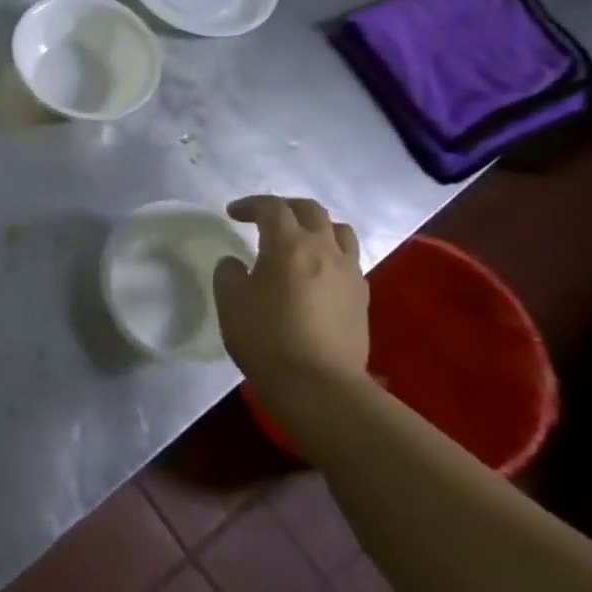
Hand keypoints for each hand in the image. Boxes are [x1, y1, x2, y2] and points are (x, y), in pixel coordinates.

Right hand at [213, 196, 369, 389]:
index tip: (233, 214)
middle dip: (285, 207)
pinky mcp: (362, 298)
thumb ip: (229, 273)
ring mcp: (349, 274)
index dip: (250, 205)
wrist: (319, 386)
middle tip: (264, 219)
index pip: (272, 207)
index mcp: (289, 244)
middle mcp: (324, 250)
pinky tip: (315, 275)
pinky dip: (330, 255)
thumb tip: (236, 263)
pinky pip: (348, 261)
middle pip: (311, 210)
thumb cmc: (267, 338)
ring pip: (339, 231)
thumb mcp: (230, 302)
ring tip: (298, 242)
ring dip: (316, 227)